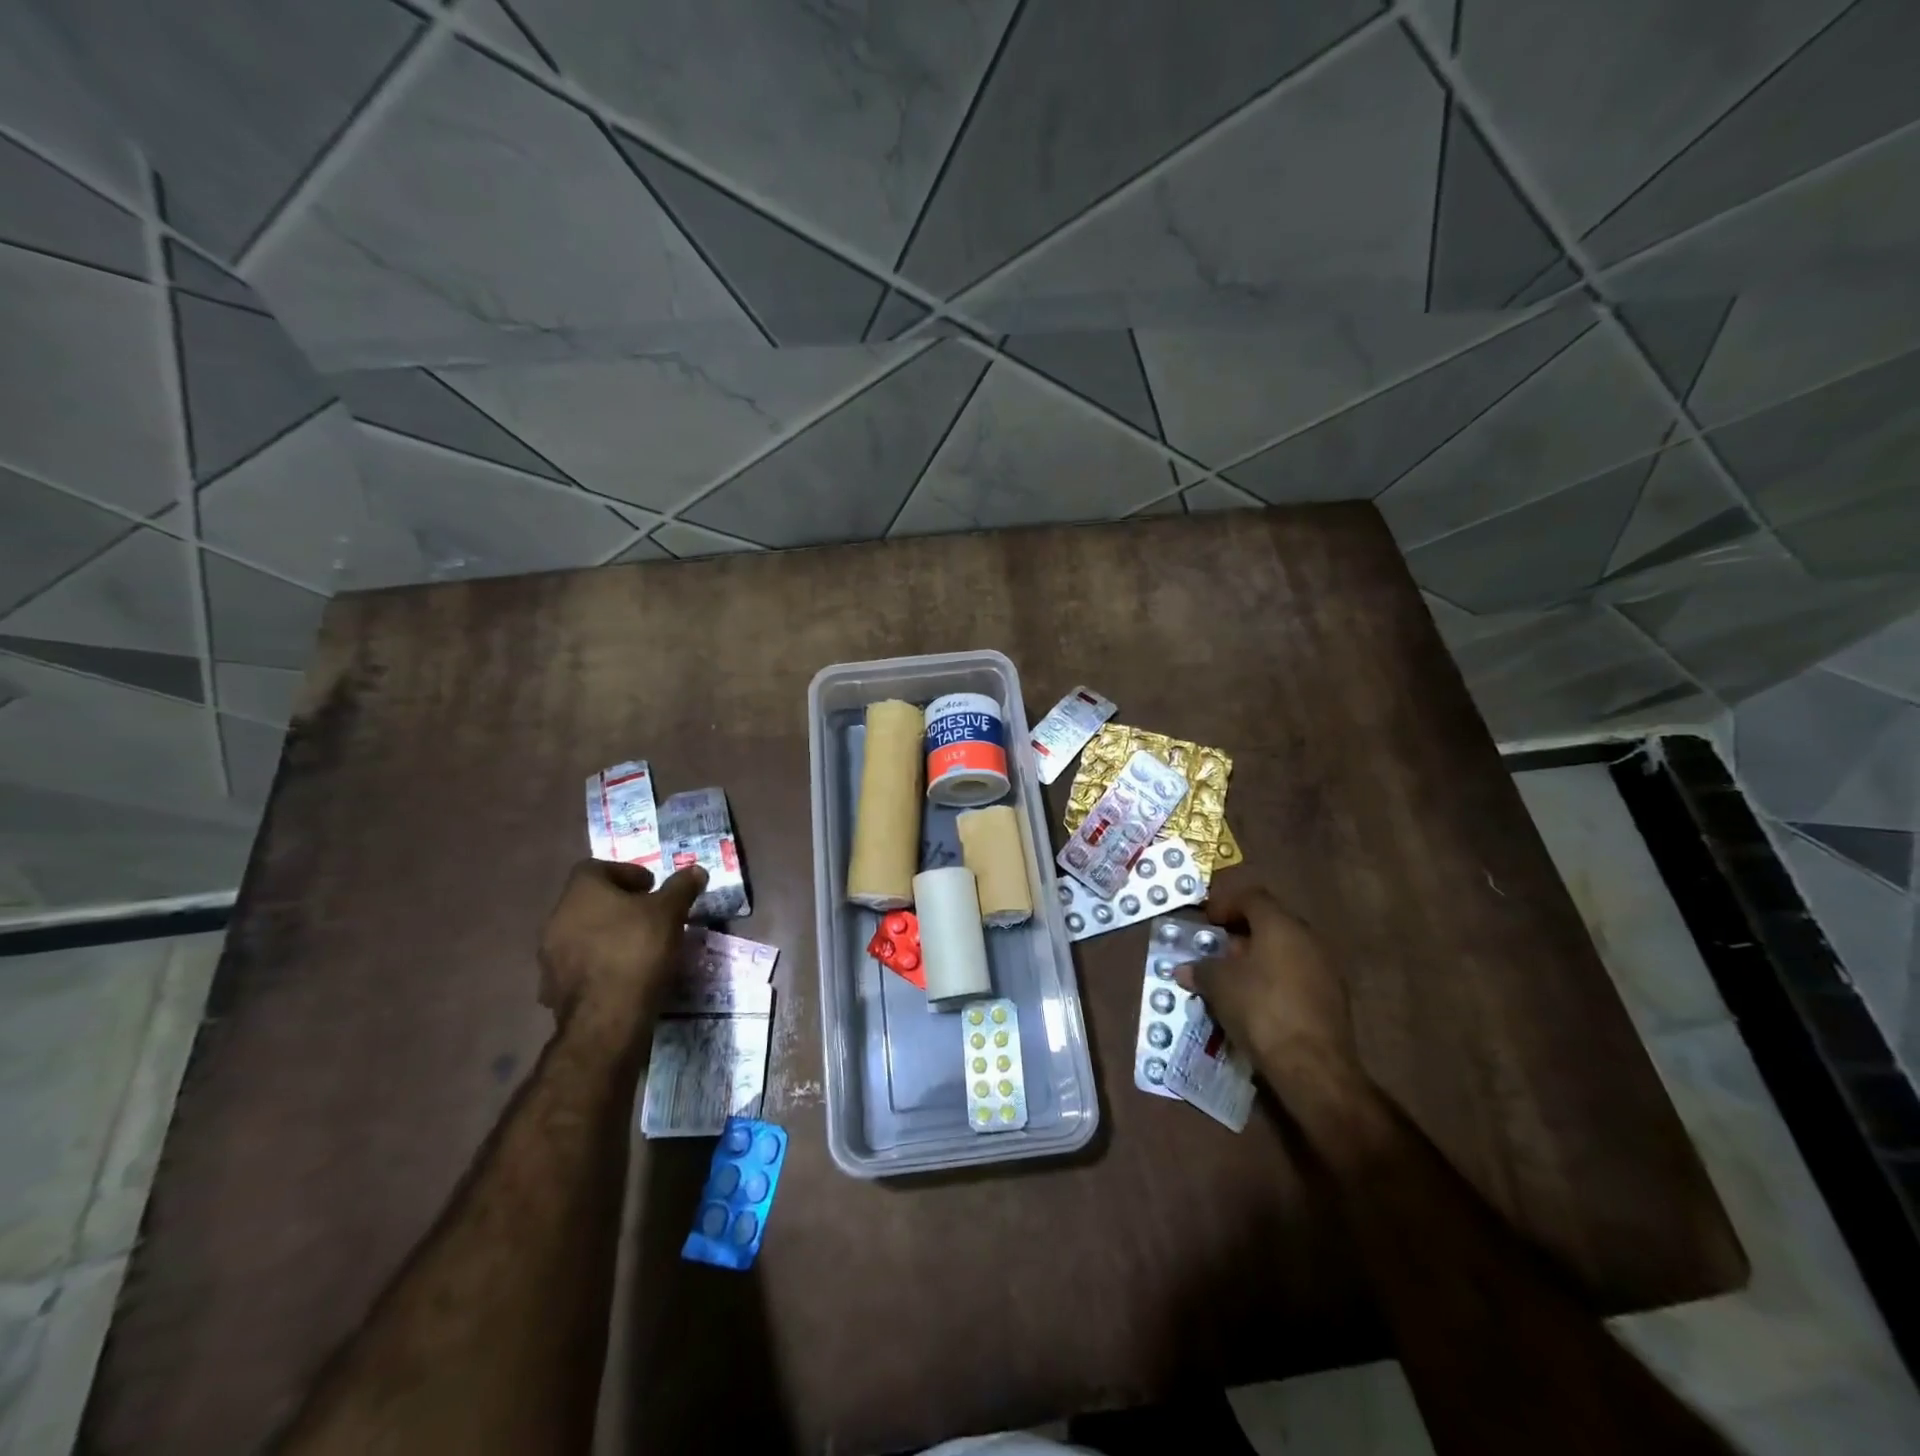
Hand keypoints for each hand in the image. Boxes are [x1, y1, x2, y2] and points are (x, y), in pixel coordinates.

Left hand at [538, 859, 706, 1044]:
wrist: (607, 1016)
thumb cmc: (638, 949)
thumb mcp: (670, 912)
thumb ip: (681, 887)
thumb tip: (696, 870)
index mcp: (581, 891)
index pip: (597, 868)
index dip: (626, 873)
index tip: (651, 888)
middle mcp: (557, 917)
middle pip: (589, 901)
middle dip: (618, 905)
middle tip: (648, 915)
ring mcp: (549, 955)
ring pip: (581, 934)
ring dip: (606, 934)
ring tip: (637, 946)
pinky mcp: (552, 987)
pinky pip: (578, 965)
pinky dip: (598, 963)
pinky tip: (621, 974)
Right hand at [1179, 882, 1364, 1113]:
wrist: (1313, 1065)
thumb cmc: (1260, 1009)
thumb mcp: (1218, 985)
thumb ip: (1201, 969)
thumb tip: (1185, 969)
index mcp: (1280, 925)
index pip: (1252, 897)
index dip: (1226, 903)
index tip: (1208, 921)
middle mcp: (1308, 938)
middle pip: (1271, 923)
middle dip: (1242, 934)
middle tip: (1218, 951)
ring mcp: (1326, 968)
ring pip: (1286, 951)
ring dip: (1259, 959)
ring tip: (1235, 980)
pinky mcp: (1334, 998)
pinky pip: (1298, 975)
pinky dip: (1277, 980)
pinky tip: (1259, 1002)